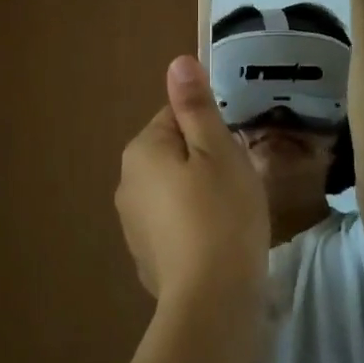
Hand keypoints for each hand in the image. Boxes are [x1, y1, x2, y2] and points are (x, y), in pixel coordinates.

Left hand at [117, 57, 268, 304]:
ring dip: (200, 192)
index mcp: (142, 149)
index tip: (233, 152)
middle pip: (174, 151)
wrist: (212, 300)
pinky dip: (193, 224)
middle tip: (237, 182)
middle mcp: (126, 181)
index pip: (176, 115)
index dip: (211, 129)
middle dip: (206, 160)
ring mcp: (132, 223)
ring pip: (174, 187)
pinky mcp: (145, 255)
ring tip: (231, 214)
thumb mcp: (217, 149)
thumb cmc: (222, 213)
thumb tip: (177, 61)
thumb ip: (195, 105)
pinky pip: (173, 222)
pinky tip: (217, 242)